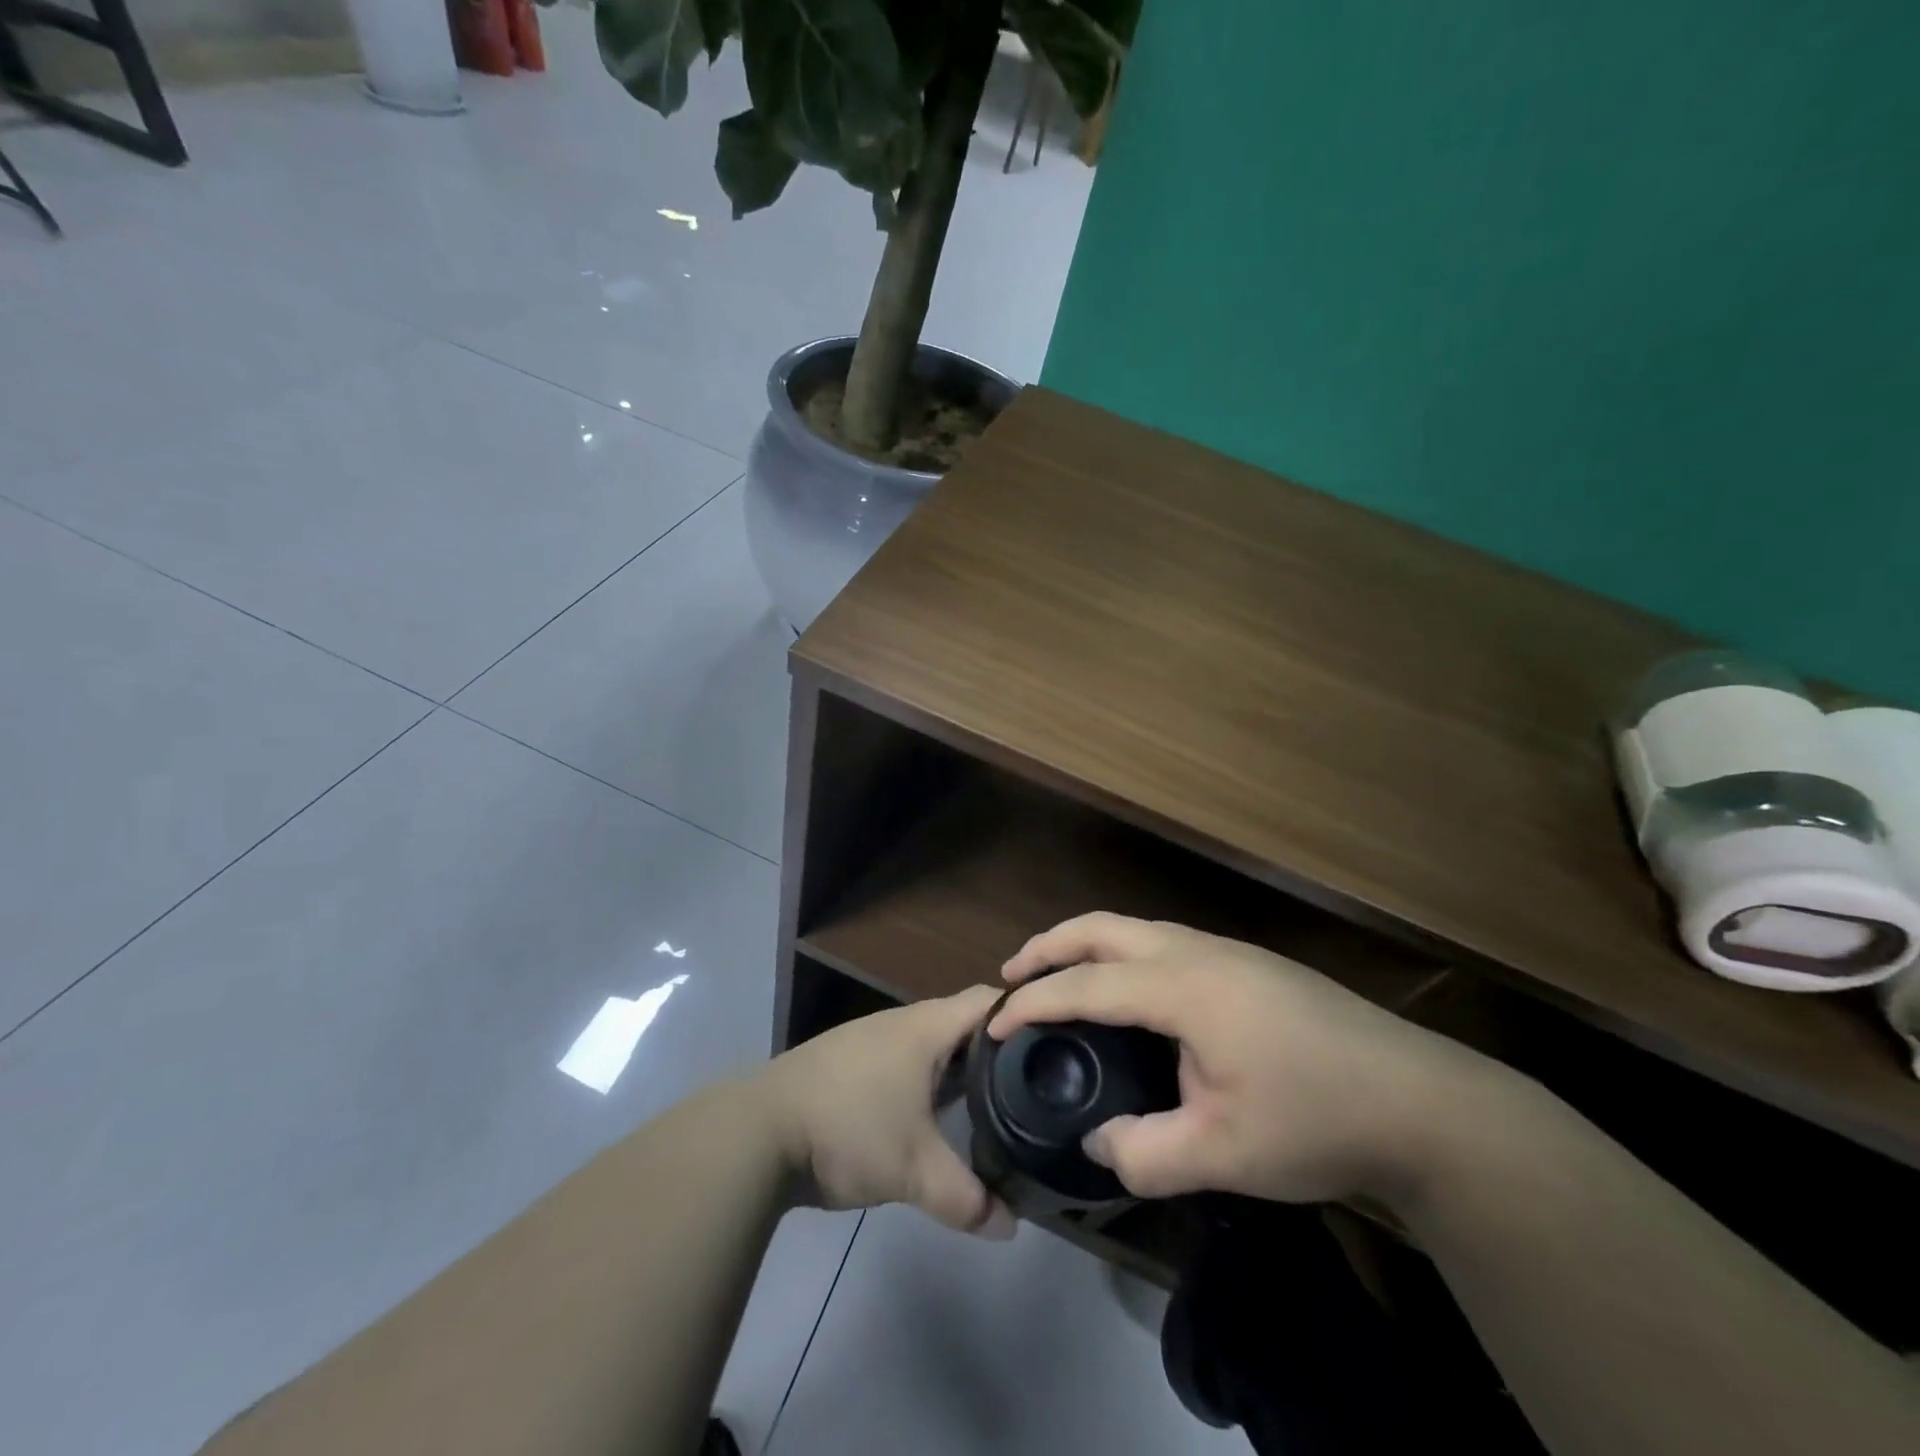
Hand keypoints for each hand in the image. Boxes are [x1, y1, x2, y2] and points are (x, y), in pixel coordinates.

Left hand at [758, 985, 1016, 1238]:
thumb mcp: (913, 1171)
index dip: (1023, 1015)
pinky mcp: (850, 1063)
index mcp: (927, 1027)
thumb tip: (1010, 1227)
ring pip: (933, 1045)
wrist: (759, 1131)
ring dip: (959, 1069)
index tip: (1055, 1044)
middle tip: (1033, 1084)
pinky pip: (906, 1062)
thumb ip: (967, 1199)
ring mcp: (873, 1040)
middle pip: (964, 1023)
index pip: (989, 1000)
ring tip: (992, 1104)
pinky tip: (933, 1116)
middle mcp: (903, 1022)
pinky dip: (928, 1081)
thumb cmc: (848, 1129)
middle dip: (997, 1050)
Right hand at [992, 913, 1505, 1206]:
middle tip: (1011, 974)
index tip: (993, 1023)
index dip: (1033, 1000)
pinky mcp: (1249, 964)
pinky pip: (1164, 941)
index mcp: (1184, 987)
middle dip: (1050, 945)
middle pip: (1104, 927)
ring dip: (1088, 944)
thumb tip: (1098, 1143)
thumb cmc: (1317, 1120)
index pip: (1087, 984)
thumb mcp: (1225, 1155)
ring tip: (1061, 976)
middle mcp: (1198, 951)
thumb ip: (1146, 1154)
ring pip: (1137, 928)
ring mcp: (1228, 951)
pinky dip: (1123, 953)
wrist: (1422, 1100)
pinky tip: (1130, 992)